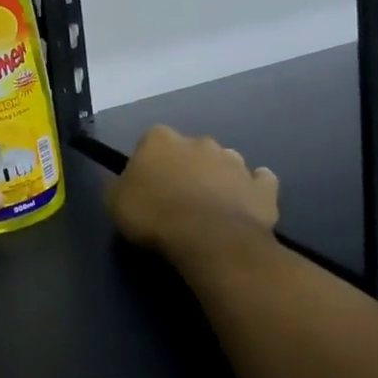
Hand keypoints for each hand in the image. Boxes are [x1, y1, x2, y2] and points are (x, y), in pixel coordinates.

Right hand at [105, 125, 278, 261]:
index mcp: (161, 138)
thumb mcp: (115, 203)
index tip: (146, 188)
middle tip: (178, 199)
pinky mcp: (262, 186)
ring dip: (218, 178)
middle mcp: (199, 141)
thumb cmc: (155, 216)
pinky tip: (246, 205)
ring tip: (211, 208)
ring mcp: (235, 161)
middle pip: (189, 150)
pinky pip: (259, 182)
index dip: (148, 165)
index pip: (150, 142)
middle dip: (186, 168)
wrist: (209, 239)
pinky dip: (253, 190)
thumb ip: (119, 186)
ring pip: (224, 163)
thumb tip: (124, 183)